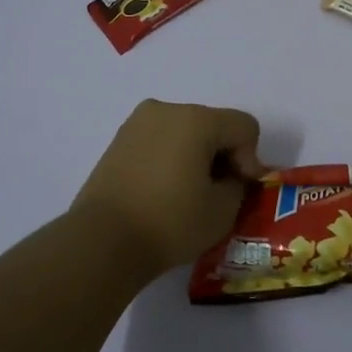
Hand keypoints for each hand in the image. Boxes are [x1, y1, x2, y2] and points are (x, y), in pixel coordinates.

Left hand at [69, 99, 264, 275]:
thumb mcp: (223, 210)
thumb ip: (239, 184)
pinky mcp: (118, 142)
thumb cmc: (170, 222)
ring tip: (189, 194)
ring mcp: (137, 123)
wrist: (102, 242)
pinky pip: (159, 142)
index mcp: (196, 119)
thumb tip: (230, 177)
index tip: (239, 190)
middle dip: (223, 155)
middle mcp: (166, 110)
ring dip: (196, 156)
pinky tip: (164, 192)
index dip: (250, 158)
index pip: (243, 127)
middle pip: (213, 125)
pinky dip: (171, 159)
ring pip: (185, 132)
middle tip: (218, 193)